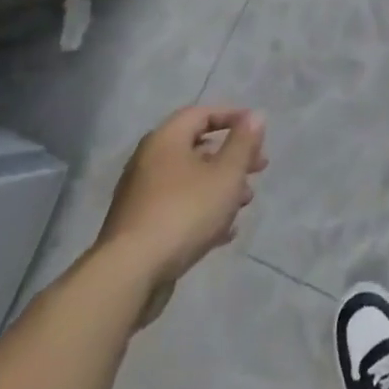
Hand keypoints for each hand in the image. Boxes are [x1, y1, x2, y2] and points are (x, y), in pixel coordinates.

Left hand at [94, 106, 267, 319]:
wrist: (129, 275)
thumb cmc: (184, 212)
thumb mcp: (226, 174)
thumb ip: (243, 143)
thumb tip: (256, 115)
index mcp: (166, 139)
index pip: (202, 114)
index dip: (233, 117)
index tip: (257, 130)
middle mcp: (149, 161)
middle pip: (197, 148)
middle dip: (232, 156)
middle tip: (259, 167)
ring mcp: (141, 196)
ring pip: (189, 181)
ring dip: (221, 186)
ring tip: (246, 202)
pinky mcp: (139, 228)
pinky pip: (178, 208)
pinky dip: (202, 211)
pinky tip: (224, 231)